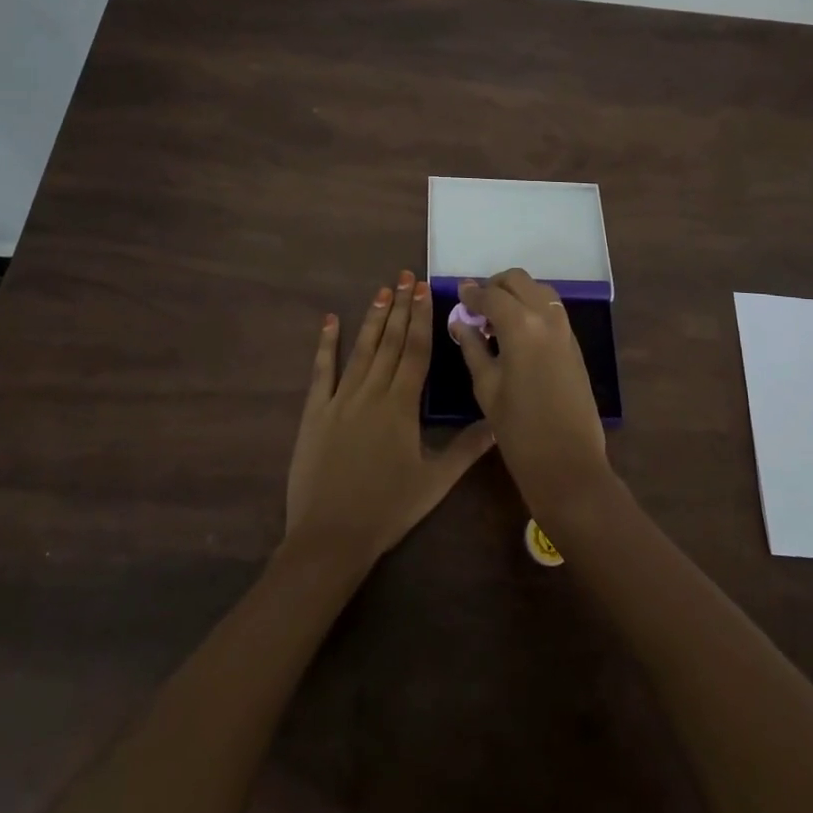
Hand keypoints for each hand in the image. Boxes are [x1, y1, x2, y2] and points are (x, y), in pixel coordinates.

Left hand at [285, 271, 495, 570]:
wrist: (330, 537)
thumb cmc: (387, 509)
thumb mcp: (434, 483)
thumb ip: (467, 450)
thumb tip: (498, 422)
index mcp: (401, 405)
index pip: (415, 350)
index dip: (421, 318)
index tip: (424, 289)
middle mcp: (371, 392)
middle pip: (389, 341)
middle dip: (399, 306)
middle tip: (405, 276)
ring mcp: (340, 399)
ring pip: (360, 349)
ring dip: (372, 318)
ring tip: (382, 290)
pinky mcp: (315, 412)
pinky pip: (321, 371)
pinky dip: (325, 344)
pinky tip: (330, 321)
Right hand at [451, 269, 612, 518]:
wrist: (568, 463)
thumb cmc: (518, 430)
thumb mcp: (486, 387)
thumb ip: (472, 347)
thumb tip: (460, 321)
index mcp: (521, 325)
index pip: (491, 295)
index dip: (471, 294)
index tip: (458, 295)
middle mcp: (546, 316)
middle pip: (518, 280)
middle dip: (495, 286)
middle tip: (477, 306)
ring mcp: (565, 328)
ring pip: (538, 290)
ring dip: (516, 294)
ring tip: (496, 320)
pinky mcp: (574, 343)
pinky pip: (550, 309)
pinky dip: (531, 308)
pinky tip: (516, 333)